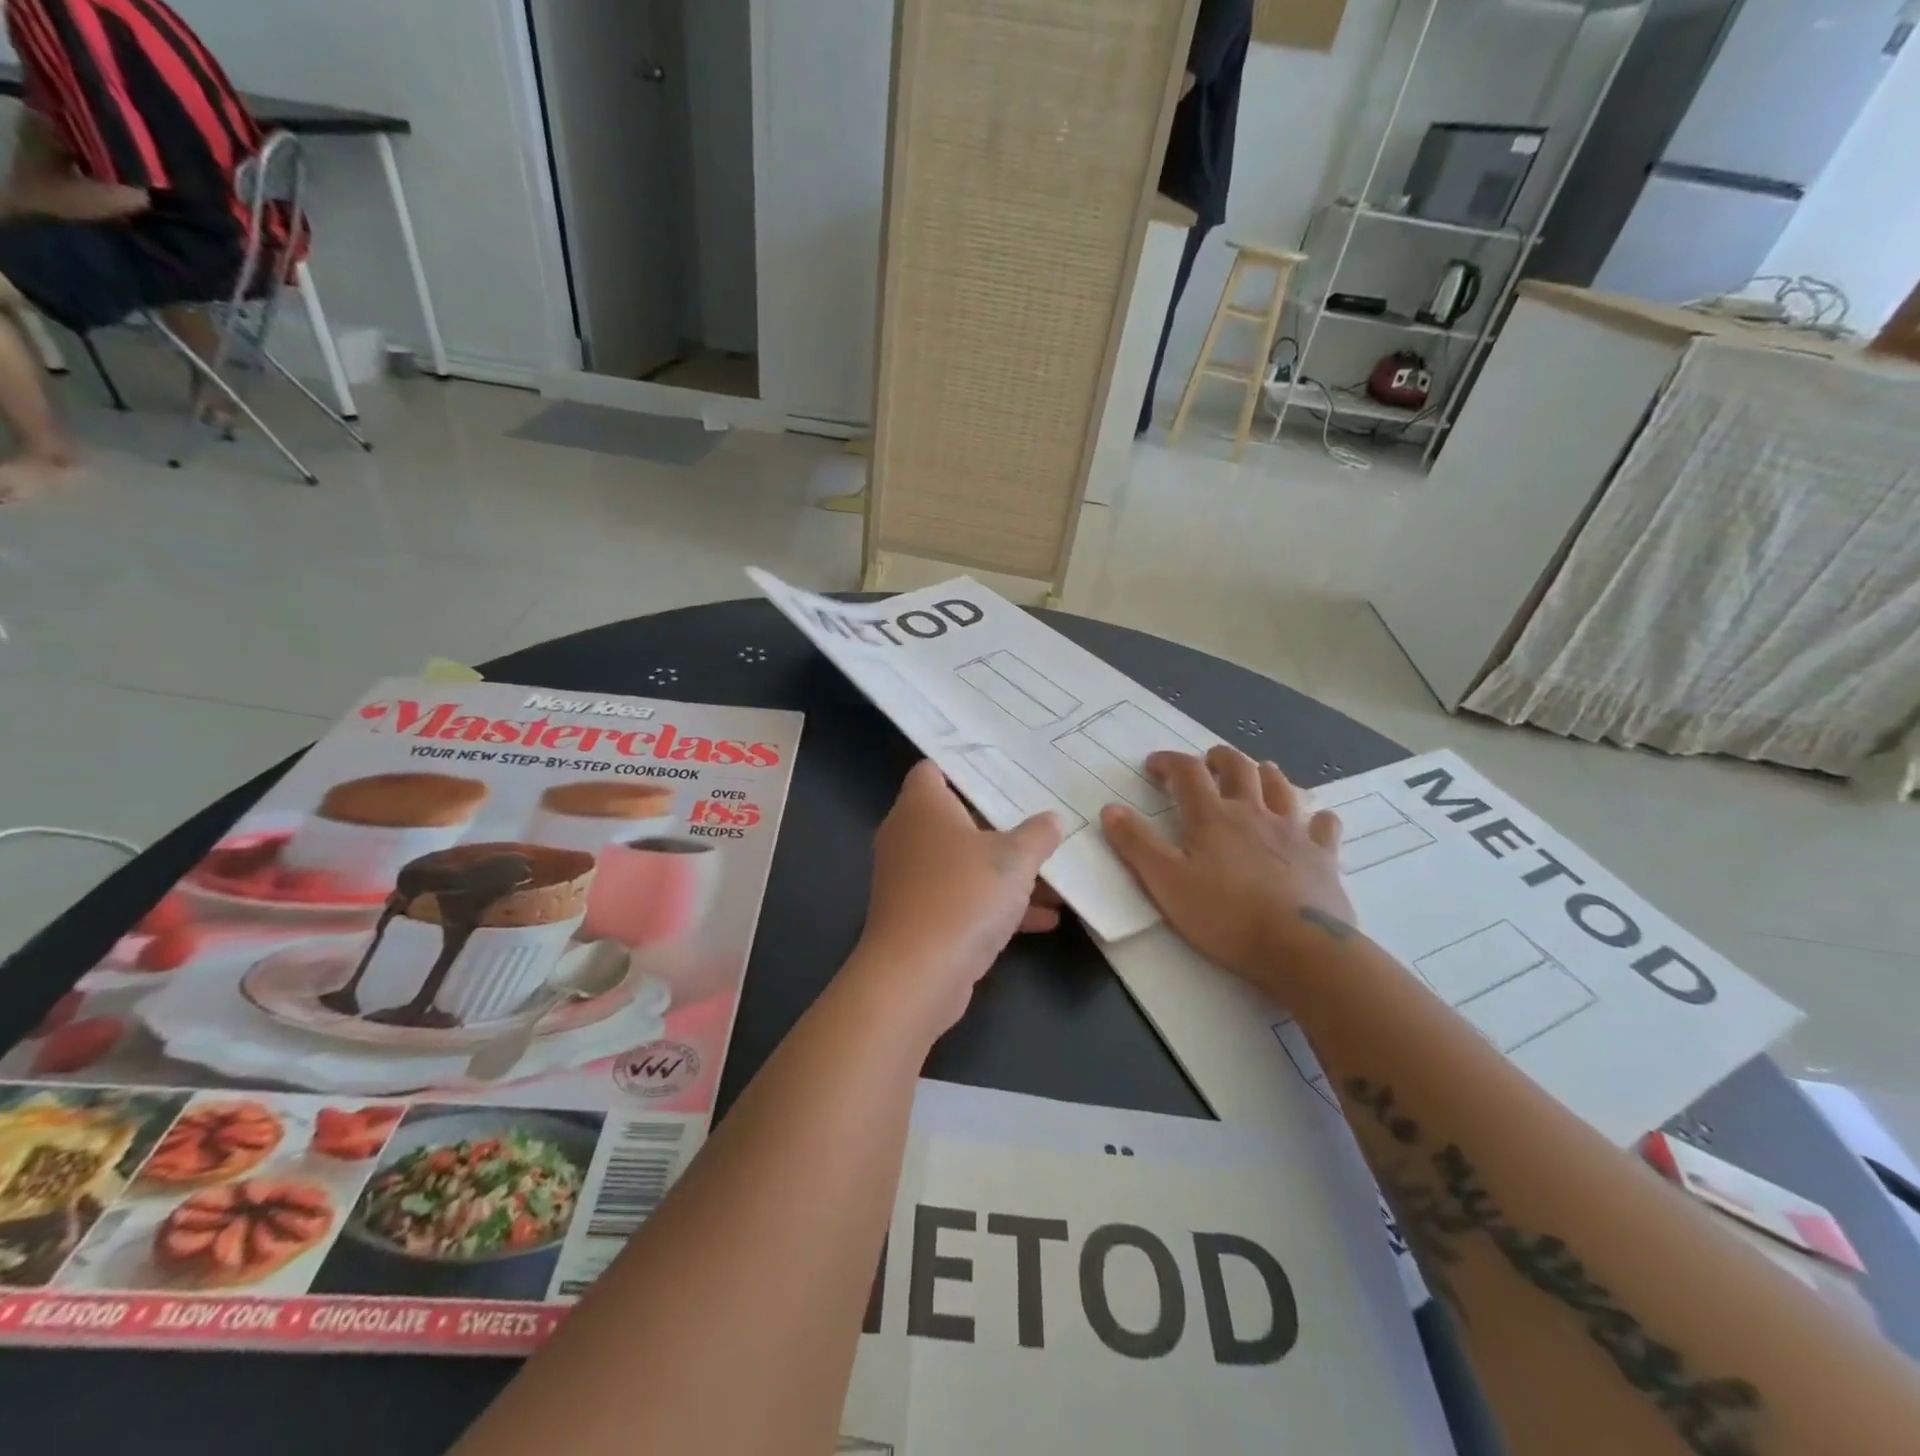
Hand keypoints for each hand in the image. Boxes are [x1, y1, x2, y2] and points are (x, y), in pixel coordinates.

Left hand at [853, 761, 1064, 1036]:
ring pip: (964, 864)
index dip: (965, 768)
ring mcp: (910, 878)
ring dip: (1006, 873)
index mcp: (922, 807)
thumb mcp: (1014, 860)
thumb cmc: (963, 895)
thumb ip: (1037, 835)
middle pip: (957, 819)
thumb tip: (1051, 820)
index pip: (933, 770)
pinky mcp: (919, 916)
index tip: (1004, 772)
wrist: (916, 974)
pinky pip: (961, 898)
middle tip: (1041, 823)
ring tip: (1056, 881)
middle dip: (1001, 827)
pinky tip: (1044, 920)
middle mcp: (909, 836)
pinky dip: (995, 905)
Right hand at [1101, 747, 1355, 995]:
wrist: (1299, 947)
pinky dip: (1316, 817)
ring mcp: (1292, 831)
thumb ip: (1136, 844)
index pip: (1187, 772)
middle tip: (1207, 763)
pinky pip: (1324, 825)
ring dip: (1264, 774)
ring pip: (1281, 786)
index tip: (1154, 765)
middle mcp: (1253, 812)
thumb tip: (1111, 809)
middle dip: (1219, 759)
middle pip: (1238, 767)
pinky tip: (1314, 820)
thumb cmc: (1224, 915)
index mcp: (1212, 817)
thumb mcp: (1166, 882)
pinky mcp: (1323, 856)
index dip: (1169, 762)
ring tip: (1256, 774)